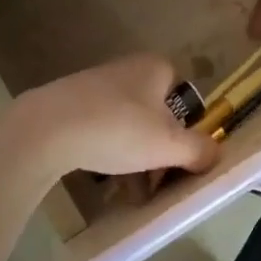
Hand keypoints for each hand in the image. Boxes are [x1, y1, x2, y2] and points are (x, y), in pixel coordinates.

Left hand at [0, 54, 219, 190]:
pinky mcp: (70, 104)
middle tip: (156, 183)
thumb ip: (199, 149)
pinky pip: (101, 130)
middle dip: (159, 151)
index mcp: (155, 68)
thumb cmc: (118, 129)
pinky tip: (104, 180)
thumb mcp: (169, 144)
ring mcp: (96, 85)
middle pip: (156, 115)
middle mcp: (128, 69)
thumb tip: (215, 154)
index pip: (184, 96)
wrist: (45, 129)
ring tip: (131, 192)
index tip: (180, 158)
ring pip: (129, 126)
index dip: (187, 129)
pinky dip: (107, 153)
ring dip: (135, 158)